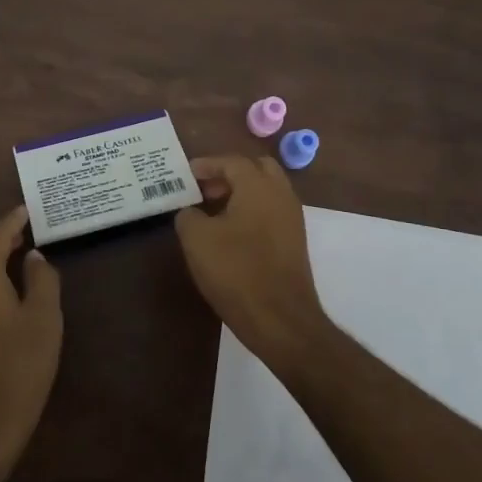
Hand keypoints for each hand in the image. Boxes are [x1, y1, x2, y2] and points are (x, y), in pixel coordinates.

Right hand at [175, 156, 329, 369]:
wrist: (280, 319)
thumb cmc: (236, 271)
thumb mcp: (197, 240)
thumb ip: (188, 216)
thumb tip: (191, 212)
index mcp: (258, 185)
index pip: (231, 161)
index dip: (206, 165)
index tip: (187, 174)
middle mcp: (281, 194)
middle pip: (256, 169)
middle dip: (229, 174)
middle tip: (205, 189)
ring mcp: (292, 218)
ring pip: (267, 191)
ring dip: (242, 193)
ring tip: (214, 212)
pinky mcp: (295, 241)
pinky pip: (272, 211)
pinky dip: (252, 211)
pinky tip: (232, 233)